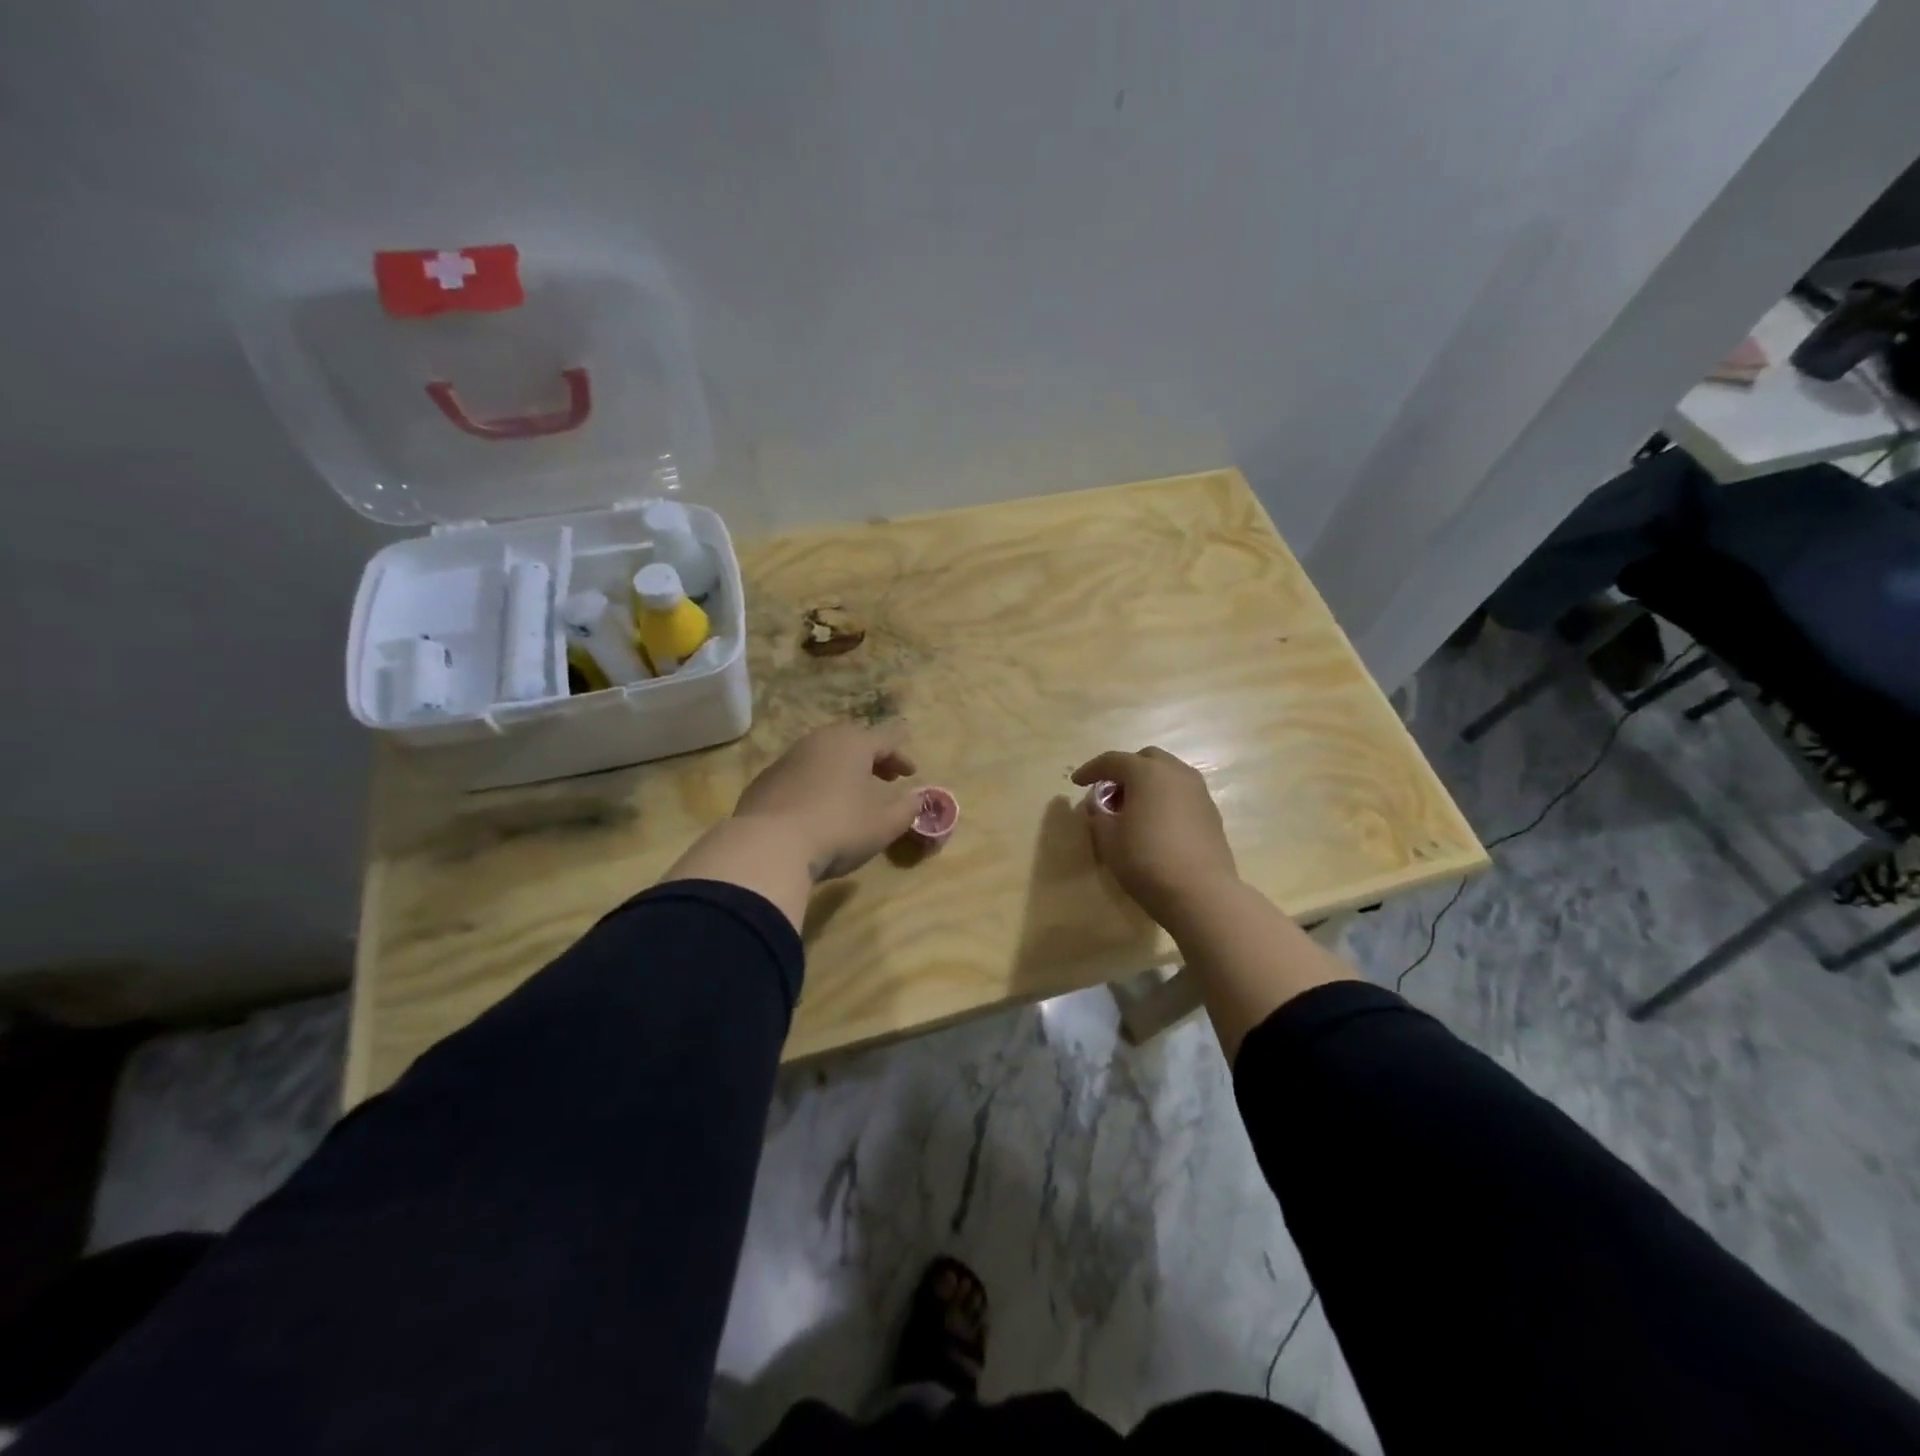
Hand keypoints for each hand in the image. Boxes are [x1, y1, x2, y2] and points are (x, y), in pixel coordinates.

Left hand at [733, 721, 921, 880]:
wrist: (767, 847)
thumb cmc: (838, 828)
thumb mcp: (885, 823)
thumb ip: (908, 808)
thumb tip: (917, 798)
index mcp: (853, 743)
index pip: (887, 736)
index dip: (903, 751)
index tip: (912, 770)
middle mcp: (820, 741)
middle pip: (854, 740)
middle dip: (874, 758)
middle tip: (887, 778)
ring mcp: (788, 758)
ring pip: (825, 755)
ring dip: (844, 770)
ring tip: (854, 793)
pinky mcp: (765, 781)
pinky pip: (801, 774)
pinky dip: (818, 783)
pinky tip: (819, 807)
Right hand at [1071, 746, 1238, 928]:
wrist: (1200, 893)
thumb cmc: (1146, 861)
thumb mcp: (1108, 839)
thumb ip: (1098, 815)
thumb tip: (1098, 805)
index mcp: (1147, 772)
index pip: (1112, 761)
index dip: (1091, 770)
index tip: (1076, 782)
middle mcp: (1175, 773)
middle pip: (1145, 759)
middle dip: (1124, 770)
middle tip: (1109, 793)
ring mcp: (1198, 791)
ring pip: (1167, 774)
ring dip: (1147, 783)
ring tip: (1132, 808)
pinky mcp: (1211, 812)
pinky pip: (1181, 793)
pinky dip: (1164, 798)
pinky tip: (1156, 822)